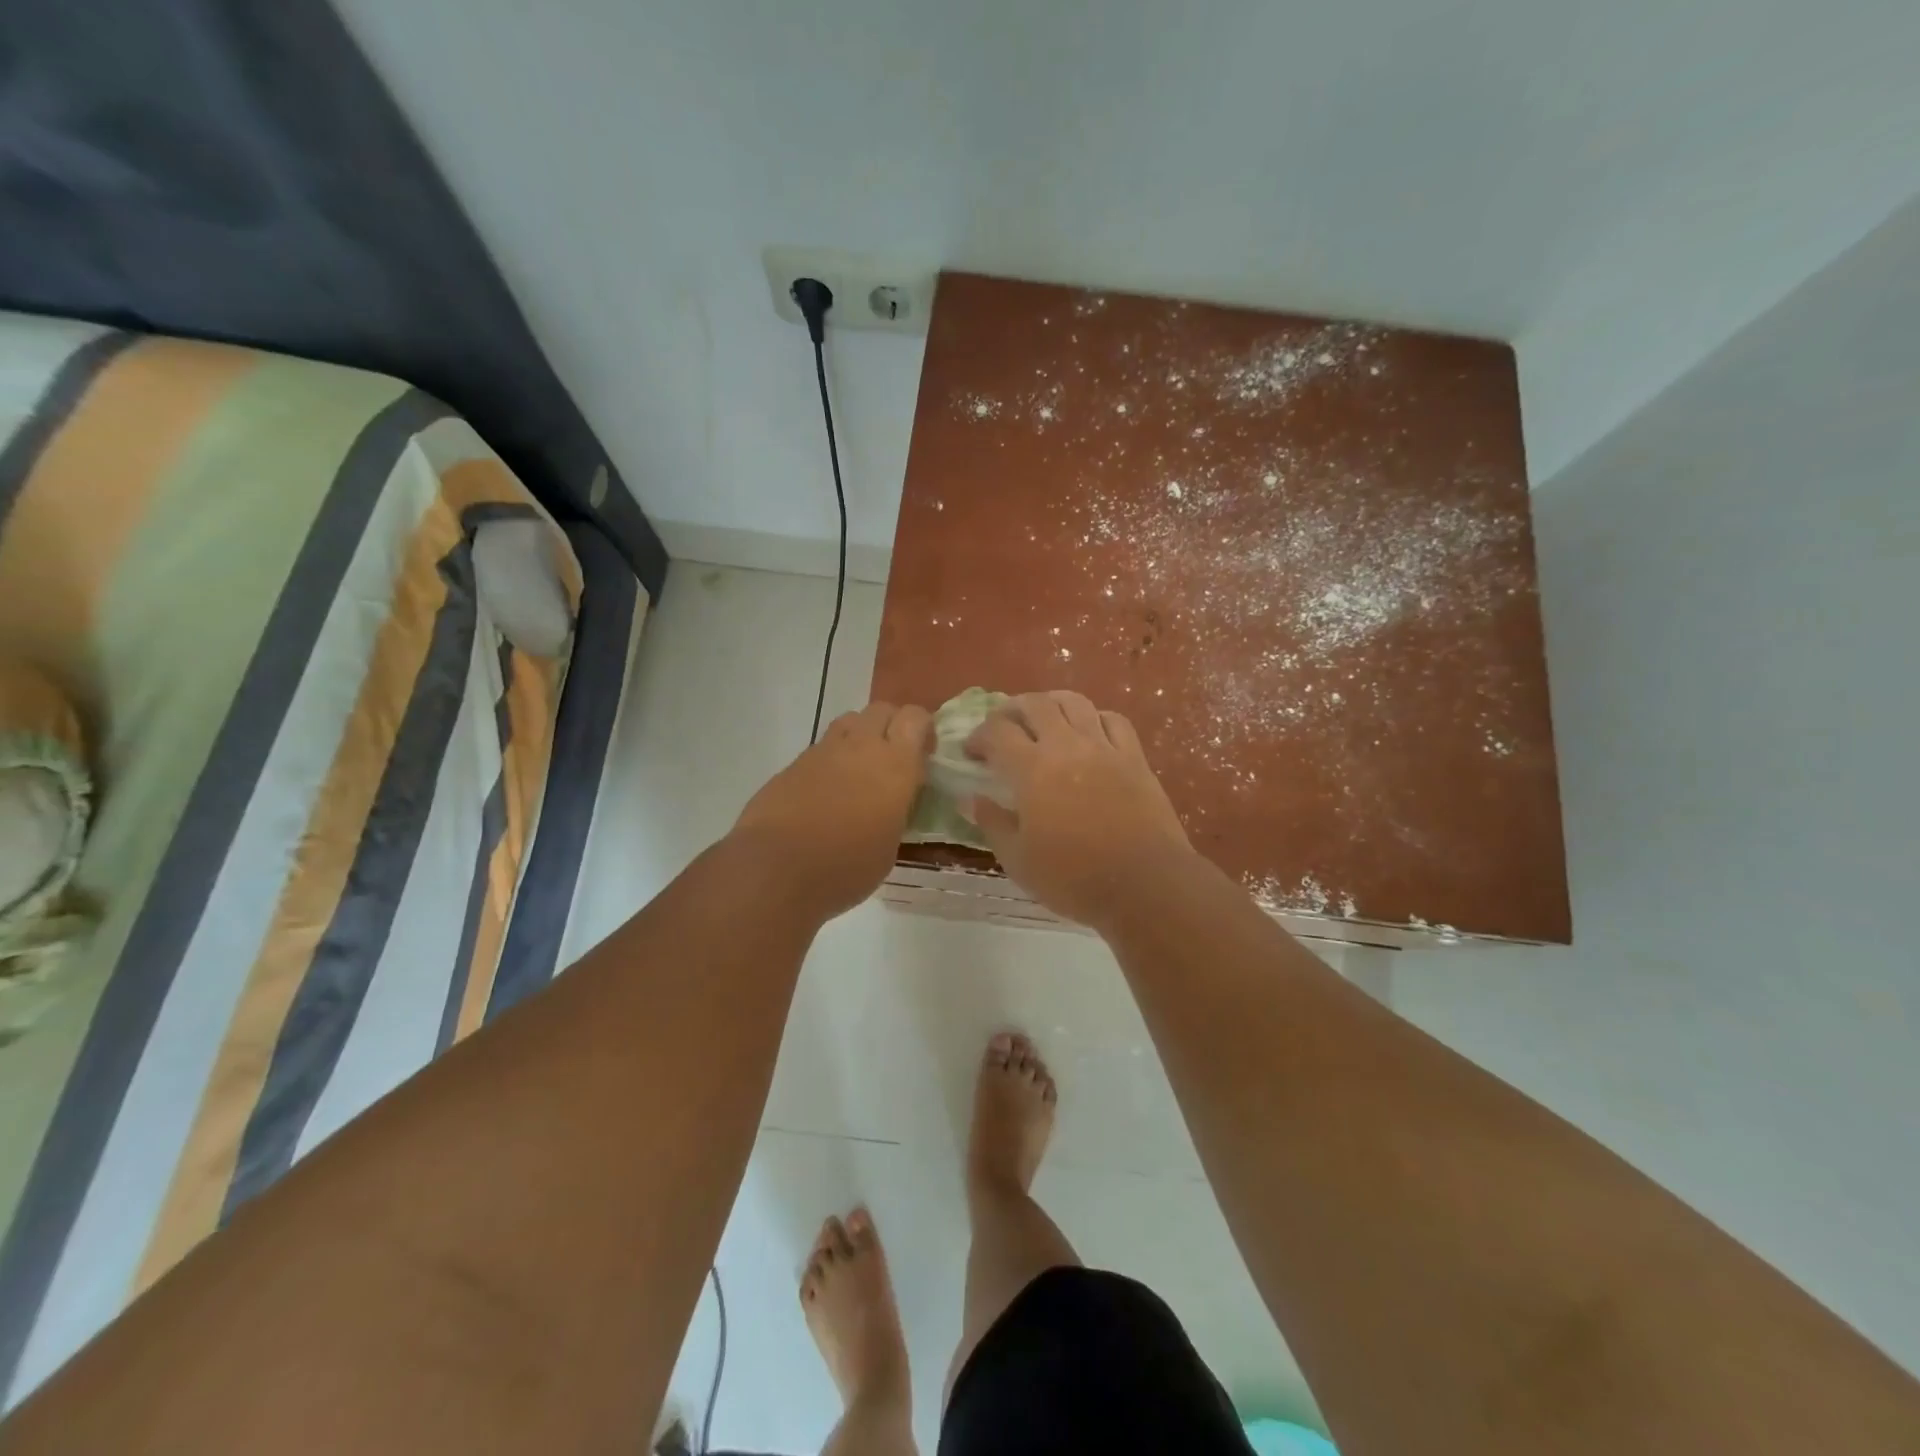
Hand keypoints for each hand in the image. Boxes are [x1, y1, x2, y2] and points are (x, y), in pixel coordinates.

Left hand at [732, 702, 931, 917]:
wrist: (775, 870)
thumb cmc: (846, 867)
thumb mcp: (889, 846)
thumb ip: (895, 811)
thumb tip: (891, 803)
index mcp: (895, 765)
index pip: (915, 717)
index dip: (923, 729)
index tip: (924, 755)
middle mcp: (860, 747)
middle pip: (881, 710)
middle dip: (891, 726)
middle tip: (893, 760)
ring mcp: (822, 752)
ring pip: (849, 722)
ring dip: (860, 737)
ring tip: (859, 772)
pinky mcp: (792, 765)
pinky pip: (820, 749)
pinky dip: (830, 761)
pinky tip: (826, 793)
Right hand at [965, 691, 1192, 929]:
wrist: (1144, 885)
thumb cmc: (1073, 879)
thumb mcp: (1018, 860)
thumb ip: (992, 823)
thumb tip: (971, 798)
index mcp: (1032, 769)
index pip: (997, 733)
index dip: (978, 737)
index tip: (971, 752)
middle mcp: (1066, 746)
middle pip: (1035, 705)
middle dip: (1011, 710)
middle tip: (1002, 727)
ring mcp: (1104, 748)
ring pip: (1075, 702)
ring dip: (1051, 703)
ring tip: (1043, 718)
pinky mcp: (1134, 758)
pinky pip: (1113, 720)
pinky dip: (1094, 718)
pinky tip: (1089, 732)